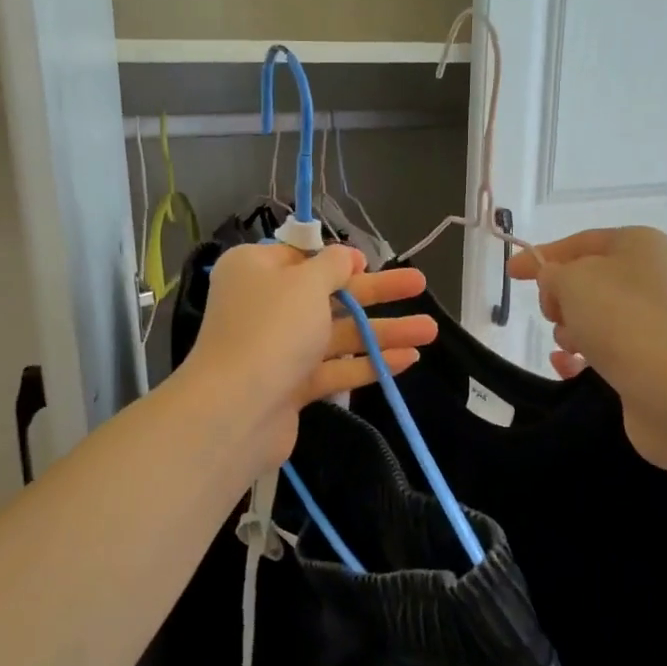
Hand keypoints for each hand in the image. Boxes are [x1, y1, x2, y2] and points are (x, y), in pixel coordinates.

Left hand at [180, 243, 438, 465]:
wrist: (236, 410)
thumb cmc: (272, 329)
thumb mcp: (305, 283)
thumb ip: (332, 265)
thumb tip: (345, 255)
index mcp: (255, 270)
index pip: (299, 257)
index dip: (336, 258)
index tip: (368, 261)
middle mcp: (264, 306)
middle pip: (328, 295)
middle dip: (376, 292)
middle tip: (419, 284)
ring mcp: (277, 349)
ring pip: (337, 334)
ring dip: (382, 331)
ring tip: (430, 331)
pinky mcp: (290, 386)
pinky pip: (334, 368)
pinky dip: (368, 362)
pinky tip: (408, 359)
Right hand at [507, 226, 666, 465]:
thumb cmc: (622, 317)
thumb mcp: (573, 279)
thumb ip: (552, 273)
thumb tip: (555, 282)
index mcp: (639, 245)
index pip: (581, 242)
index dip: (543, 255)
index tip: (511, 273)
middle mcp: (652, 278)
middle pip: (587, 282)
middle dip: (560, 298)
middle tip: (554, 313)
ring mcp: (655, 322)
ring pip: (593, 319)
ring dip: (570, 332)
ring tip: (572, 346)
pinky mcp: (652, 361)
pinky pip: (605, 352)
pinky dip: (582, 358)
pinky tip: (568, 368)